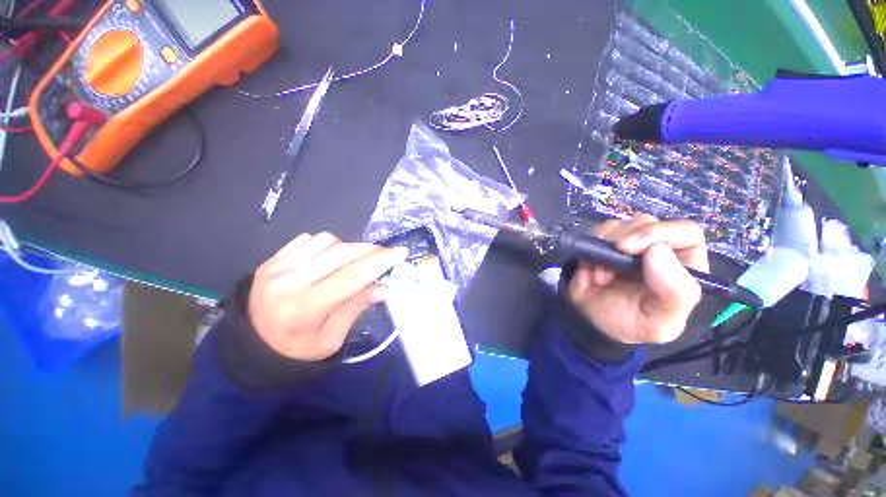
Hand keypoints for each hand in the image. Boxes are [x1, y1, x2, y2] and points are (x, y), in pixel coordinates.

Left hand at [249, 233, 407, 361]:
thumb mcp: (332, 338)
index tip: (400, 252)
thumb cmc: (296, 350)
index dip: (380, 262)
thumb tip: (385, 286)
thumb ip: (357, 307)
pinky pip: (308, 239)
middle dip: (370, 251)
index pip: (353, 276)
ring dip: (348, 247)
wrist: (250, 347)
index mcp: (305, 308)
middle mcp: (289, 282)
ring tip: (352, 262)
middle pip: (342, 253)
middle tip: (384, 256)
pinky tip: (329, 259)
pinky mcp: (271, 260)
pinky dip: (327, 244)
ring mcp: (277, 267)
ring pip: (327, 241)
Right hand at [568, 215, 708, 344]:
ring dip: (605, 247)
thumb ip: (675, 294)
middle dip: (624, 241)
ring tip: (601, 274)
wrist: (589, 321)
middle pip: (648, 223)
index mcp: (684, 267)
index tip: (629, 248)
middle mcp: (659, 249)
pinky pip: (599, 231)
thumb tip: (658, 250)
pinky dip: (592, 245)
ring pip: (621, 224)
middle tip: (609, 264)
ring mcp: (630, 244)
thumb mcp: (659, 323)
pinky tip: (591, 266)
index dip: (660, 234)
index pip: (686, 233)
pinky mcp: (605, 242)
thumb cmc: (629, 323)